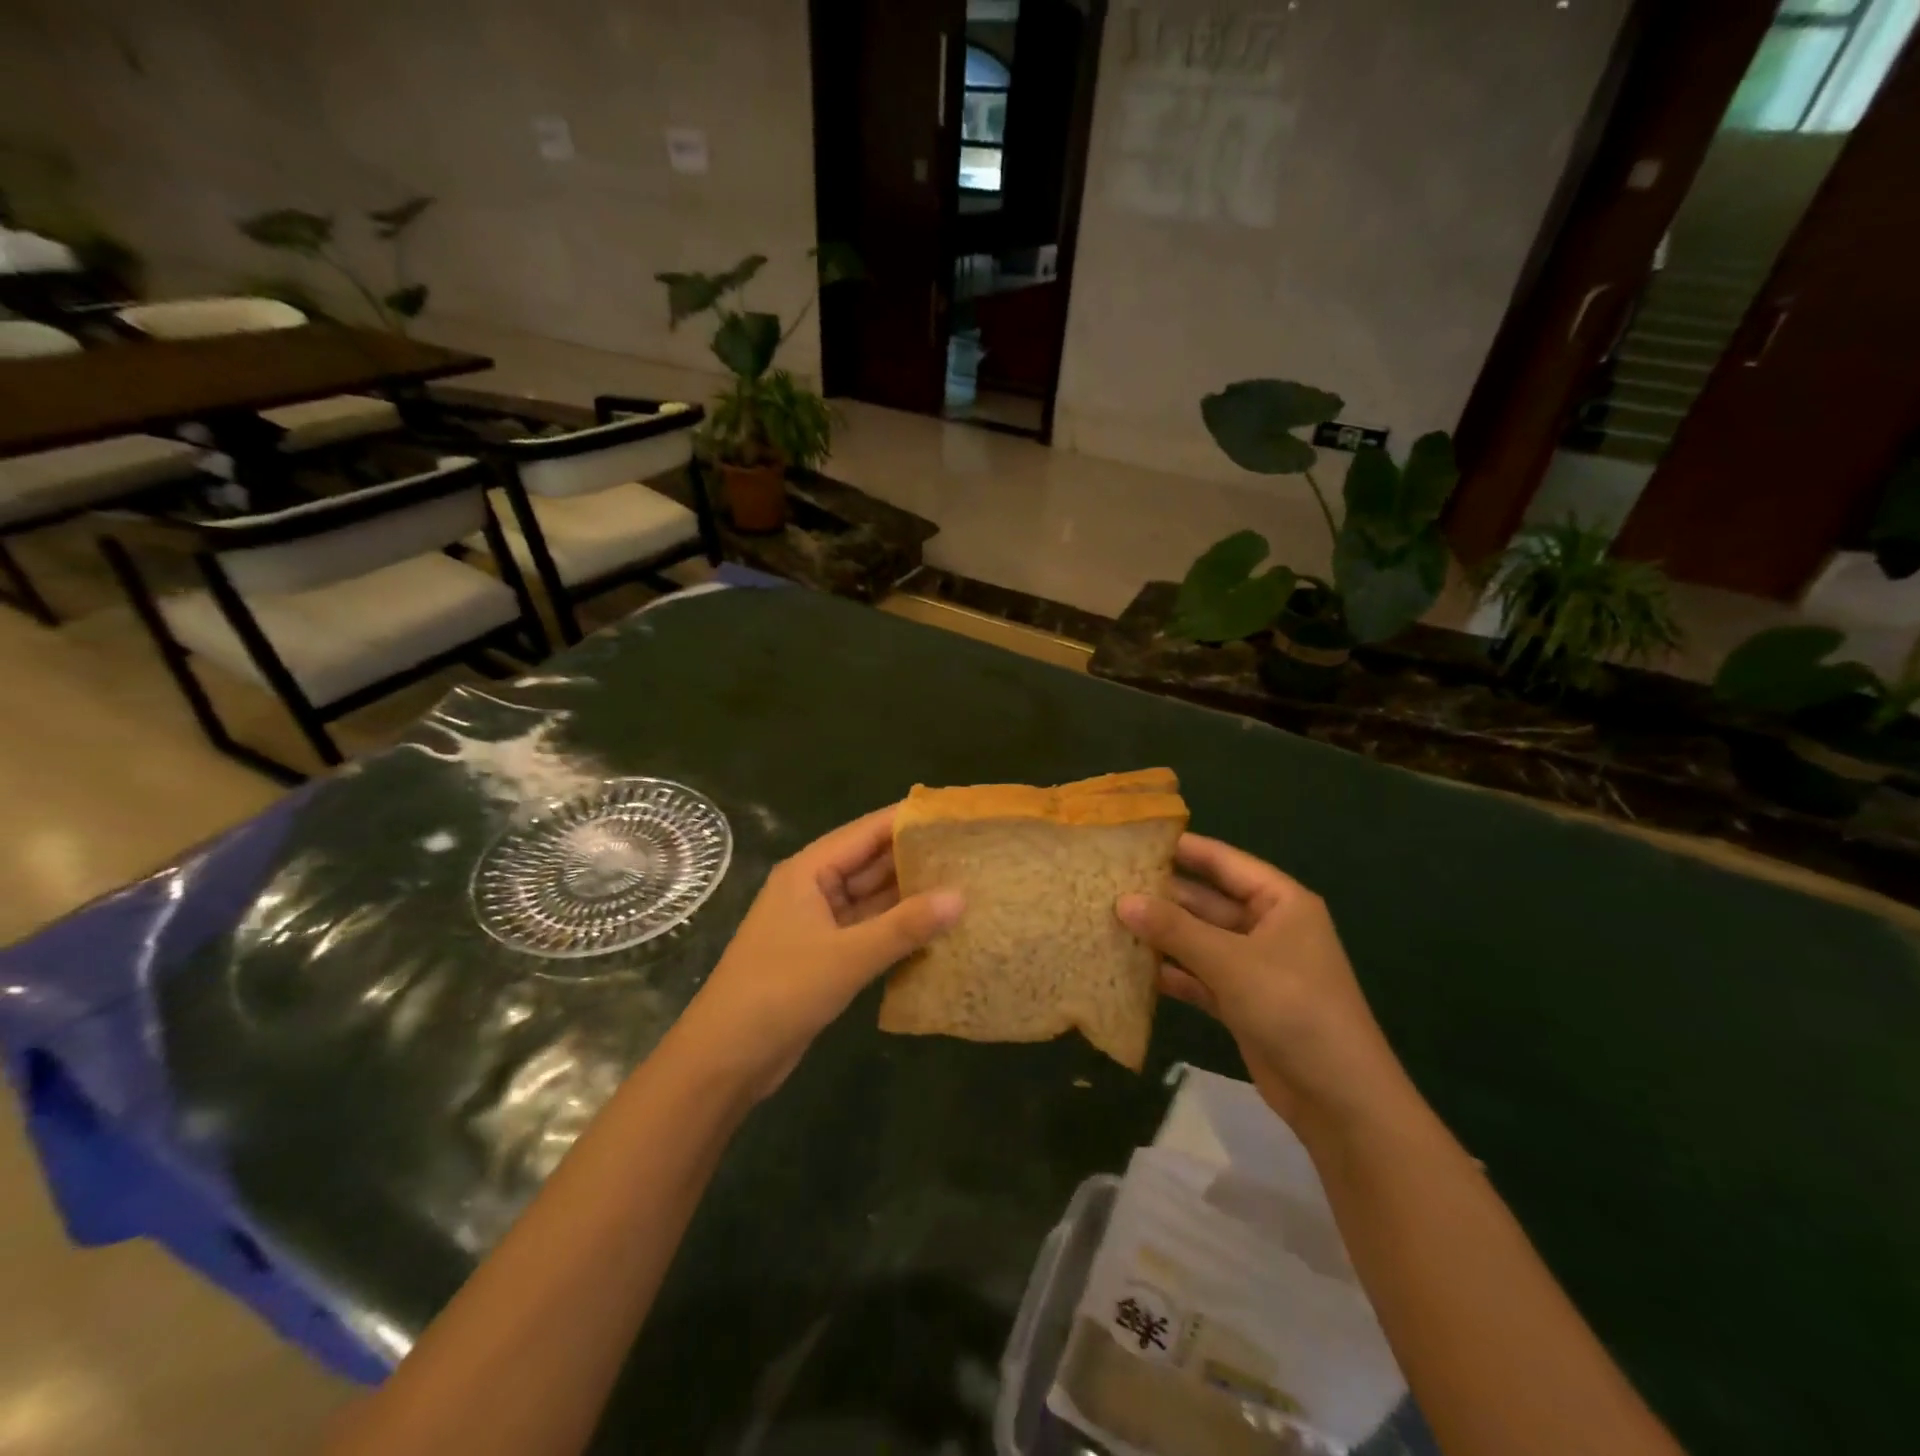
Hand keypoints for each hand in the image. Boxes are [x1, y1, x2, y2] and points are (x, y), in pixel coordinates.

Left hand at [671, 805, 962, 1100]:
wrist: (725, 1059)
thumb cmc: (780, 992)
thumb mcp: (847, 957)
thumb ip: (905, 926)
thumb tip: (960, 897)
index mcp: (809, 871)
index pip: (866, 832)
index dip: (908, 821)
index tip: (954, 816)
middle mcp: (814, 888)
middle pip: (871, 862)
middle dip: (916, 858)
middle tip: (970, 853)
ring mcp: (819, 923)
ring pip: (873, 898)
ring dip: (911, 895)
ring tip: (964, 885)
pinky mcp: (826, 955)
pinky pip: (870, 929)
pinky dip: (899, 928)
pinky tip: (936, 929)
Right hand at [1118, 835, 1409, 1131]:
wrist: (1339, 1099)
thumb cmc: (1293, 1008)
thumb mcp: (1232, 962)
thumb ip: (1175, 929)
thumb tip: (1122, 901)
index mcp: (1280, 902)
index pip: (1224, 862)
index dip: (1183, 848)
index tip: (1135, 838)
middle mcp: (1267, 927)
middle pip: (1207, 901)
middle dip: (1162, 895)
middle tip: (1108, 882)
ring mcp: (1254, 967)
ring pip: (1199, 940)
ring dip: (1161, 935)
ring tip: (1108, 919)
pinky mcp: (1241, 1002)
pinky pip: (1199, 976)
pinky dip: (1171, 972)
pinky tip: (1129, 966)